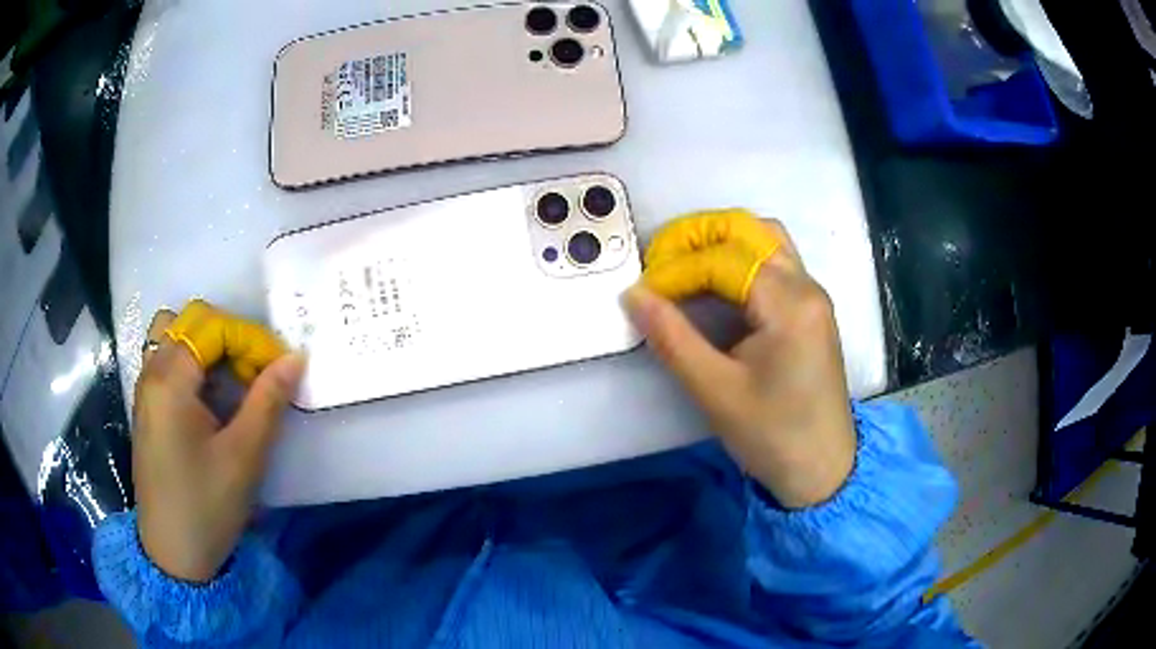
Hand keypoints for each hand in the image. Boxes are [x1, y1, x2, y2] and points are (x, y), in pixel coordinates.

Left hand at [133, 300, 304, 581]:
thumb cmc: (207, 506)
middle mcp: (151, 373)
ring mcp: (145, 390)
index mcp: (170, 380)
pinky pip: (168, 362)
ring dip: (208, 348)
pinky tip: (212, 400)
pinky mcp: (147, 408)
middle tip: (255, 372)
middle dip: (229, 337)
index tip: (279, 368)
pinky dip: (194, 365)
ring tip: (232, 382)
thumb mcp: (244, 456)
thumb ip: (268, 400)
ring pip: (175, 336)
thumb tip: (295, 357)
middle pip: (189, 321)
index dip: (250, 339)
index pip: (212, 327)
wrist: (173, 553)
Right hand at [625, 211, 855, 507]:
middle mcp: (806, 285)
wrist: (822, 467)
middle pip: (748, 229)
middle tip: (657, 261)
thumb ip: (672, 338)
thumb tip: (633, 295)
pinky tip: (714, 283)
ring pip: (764, 238)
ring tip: (682, 264)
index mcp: (788, 303)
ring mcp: (812, 294)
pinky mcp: (810, 308)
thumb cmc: (772, 435)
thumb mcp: (715, 390)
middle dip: (697, 235)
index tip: (642, 293)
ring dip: (720, 240)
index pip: (721, 260)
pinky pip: (773, 260)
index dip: (675, 270)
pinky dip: (739, 257)